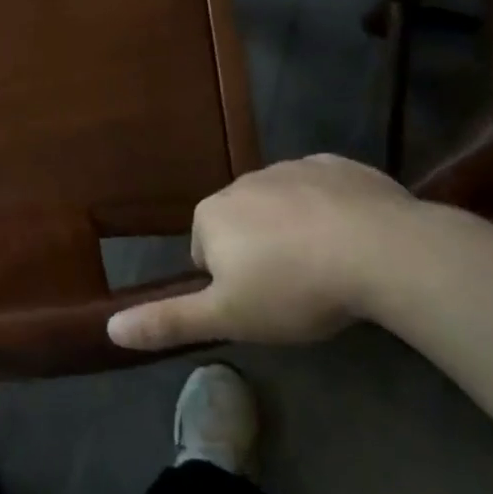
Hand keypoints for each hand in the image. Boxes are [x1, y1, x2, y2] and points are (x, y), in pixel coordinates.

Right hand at [107, 155, 421, 351]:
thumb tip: (108, 328)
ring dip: (294, 231)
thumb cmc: (294, 288)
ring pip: (281, 206)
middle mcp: (243, 182)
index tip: (261, 304)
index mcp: (211, 215)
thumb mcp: (227, 318)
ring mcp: (292, 168)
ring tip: (329, 268)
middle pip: (241, 225)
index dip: (230, 284)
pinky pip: (322, 190)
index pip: (204, 253)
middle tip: (294, 290)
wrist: (384, 252)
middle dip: (259, 253)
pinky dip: (330, 210)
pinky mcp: (338, 165)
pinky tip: (354, 239)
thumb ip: (167, 321)